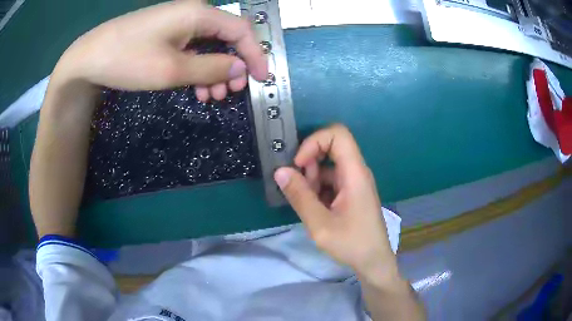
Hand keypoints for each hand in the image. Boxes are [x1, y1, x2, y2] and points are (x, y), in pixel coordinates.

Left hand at [53, 0, 266, 98]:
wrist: (89, 58)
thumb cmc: (128, 60)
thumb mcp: (171, 69)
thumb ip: (211, 67)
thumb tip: (240, 68)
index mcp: (198, 14)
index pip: (241, 30)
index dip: (255, 54)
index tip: (261, 79)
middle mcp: (192, 13)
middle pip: (226, 38)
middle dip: (233, 66)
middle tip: (231, 93)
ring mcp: (178, 23)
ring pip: (209, 46)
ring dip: (215, 71)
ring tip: (211, 97)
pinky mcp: (166, 34)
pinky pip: (192, 49)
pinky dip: (198, 68)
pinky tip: (195, 87)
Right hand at [274, 124, 397, 278]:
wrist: (374, 262)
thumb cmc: (352, 244)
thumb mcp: (320, 224)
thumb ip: (299, 196)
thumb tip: (280, 171)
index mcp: (355, 173)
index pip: (337, 134)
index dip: (314, 141)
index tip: (299, 164)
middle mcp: (356, 172)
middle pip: (331, 148)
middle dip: (309, 163)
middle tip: (300, 188)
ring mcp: (354, 183)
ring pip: (328, 166)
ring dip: (312, 179)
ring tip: (308, 204)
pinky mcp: (351, 193)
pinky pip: (330, 180)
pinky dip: (317, 189)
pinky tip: (314, 209)